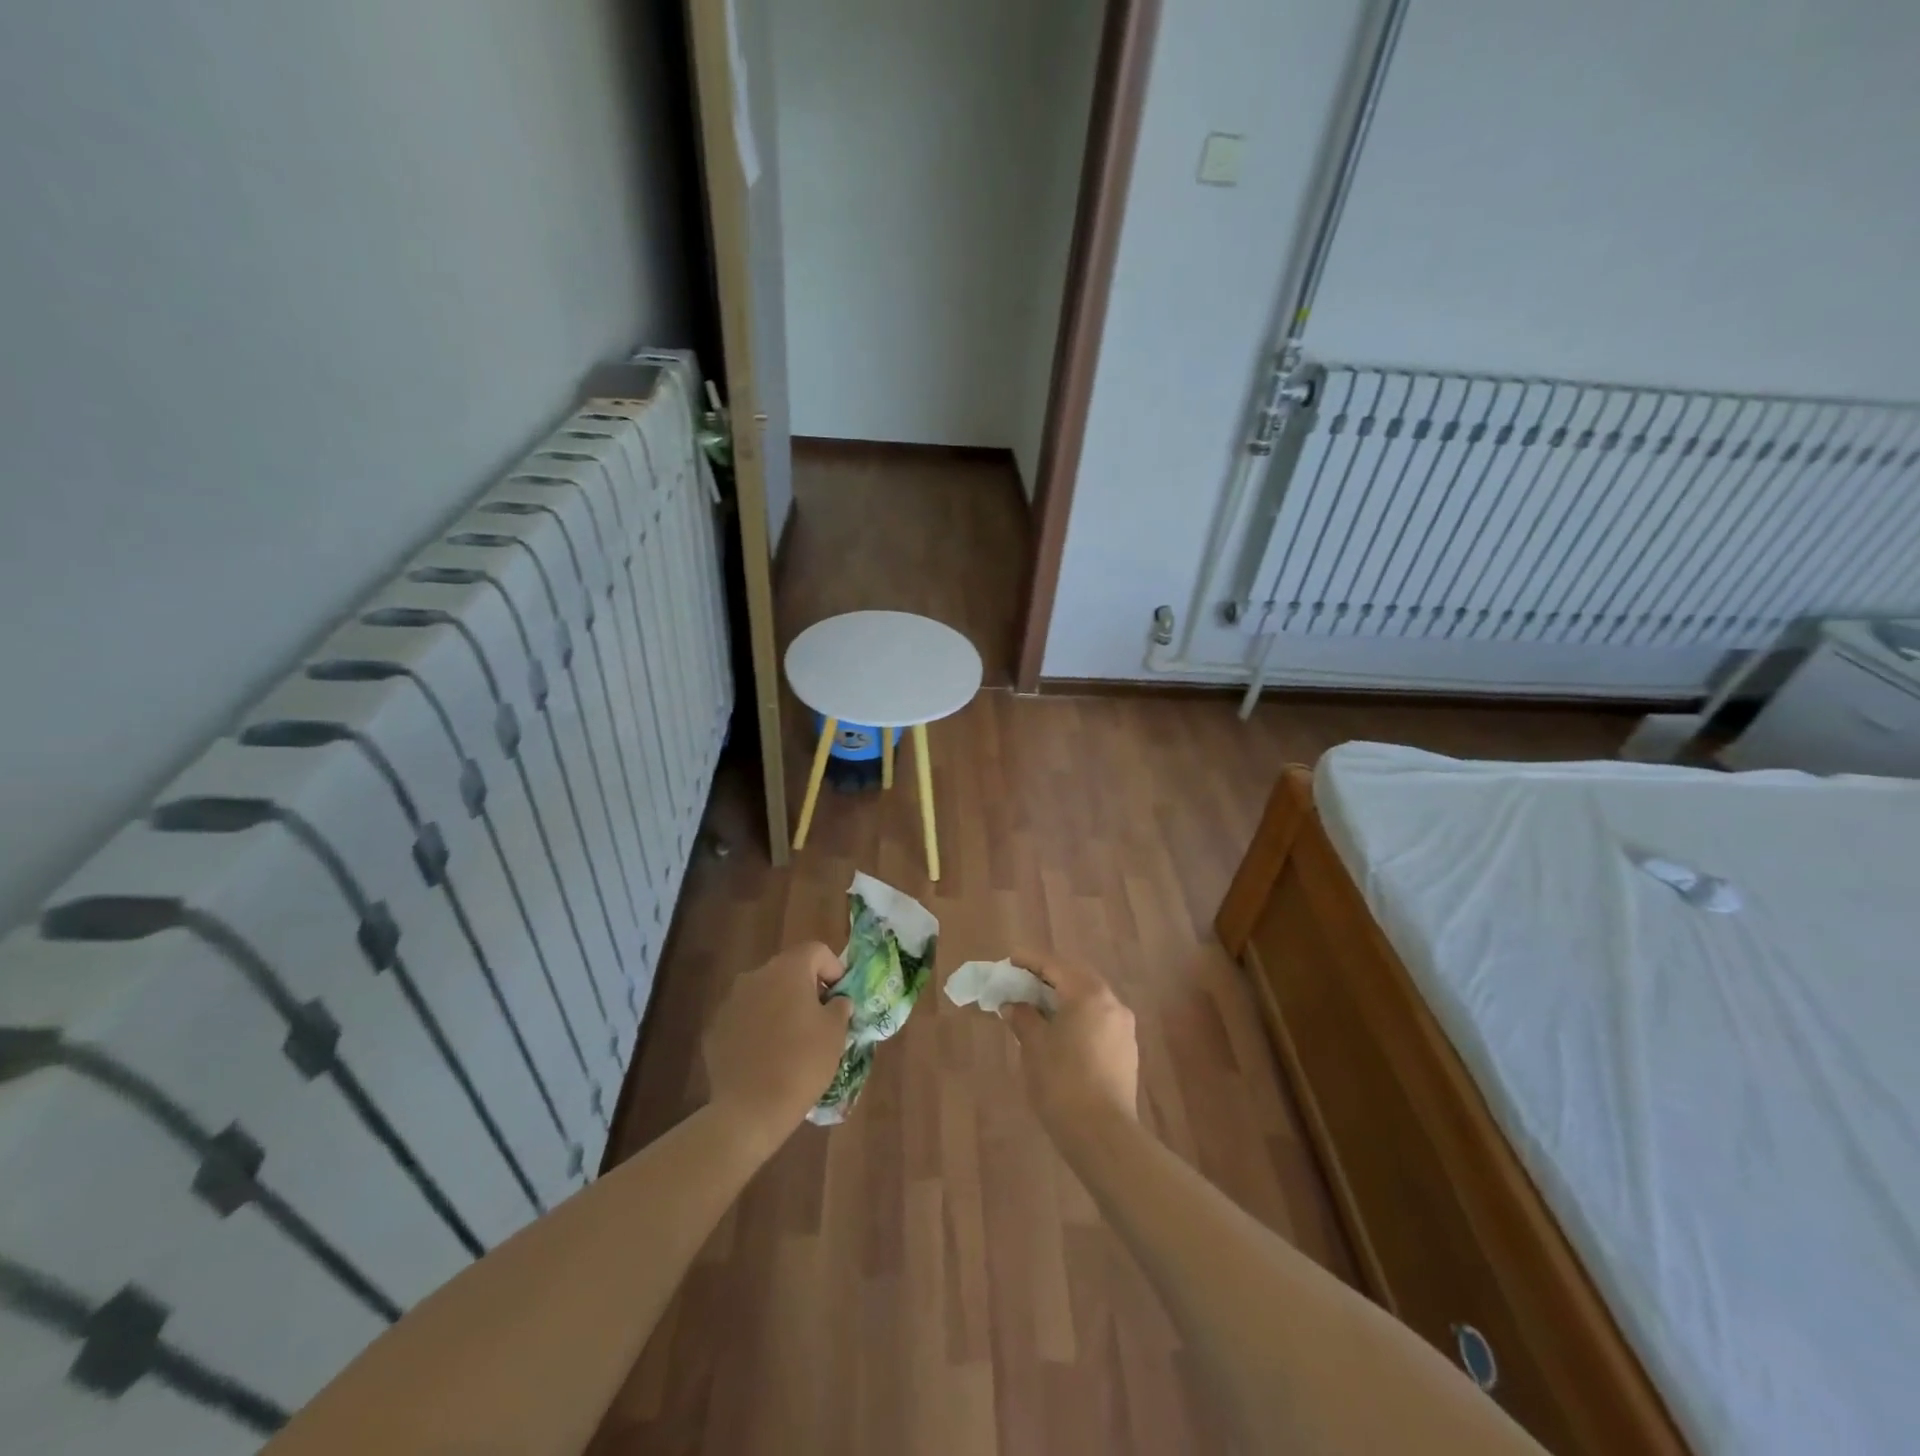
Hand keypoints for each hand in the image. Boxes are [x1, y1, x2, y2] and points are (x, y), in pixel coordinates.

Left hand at [703, 942, 851, 1147]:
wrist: (750, 1109)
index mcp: (788, 969)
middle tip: (820, 1018)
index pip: (816, 951)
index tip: (841, 997)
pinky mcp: (715, 1028)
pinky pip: (744, 1018)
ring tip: (792, 1039)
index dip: (834, 969)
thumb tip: (836, 1001)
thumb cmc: (802, 1062)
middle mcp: (755, 976)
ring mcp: (731, 1002)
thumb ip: (840, 1006)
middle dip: (806, 988)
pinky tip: (766, 1056)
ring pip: (764, 993)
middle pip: (788, 970)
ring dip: (780, 1007)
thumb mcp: (836, 1032)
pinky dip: (758, 1028)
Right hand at [1001, 951, 1138, 1134]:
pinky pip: (1098, 1017)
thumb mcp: (1034, 1046)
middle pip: (1075, 976)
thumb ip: (1023, 1017)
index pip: (1054, 965)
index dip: (1029, 961)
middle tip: (1021, 981)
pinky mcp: (1126, 1047)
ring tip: (1037, 1006)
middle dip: (1048, 976)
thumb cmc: (1062, 1082)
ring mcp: (1123, 1025)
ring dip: (1064, 996)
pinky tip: (1060, 1030)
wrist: (1102, 1134)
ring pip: (1089, 997)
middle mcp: (1111, 1001)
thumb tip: (1013, 1005)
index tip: (1009, 960)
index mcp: (1088, 993)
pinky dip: (1077, 1014)